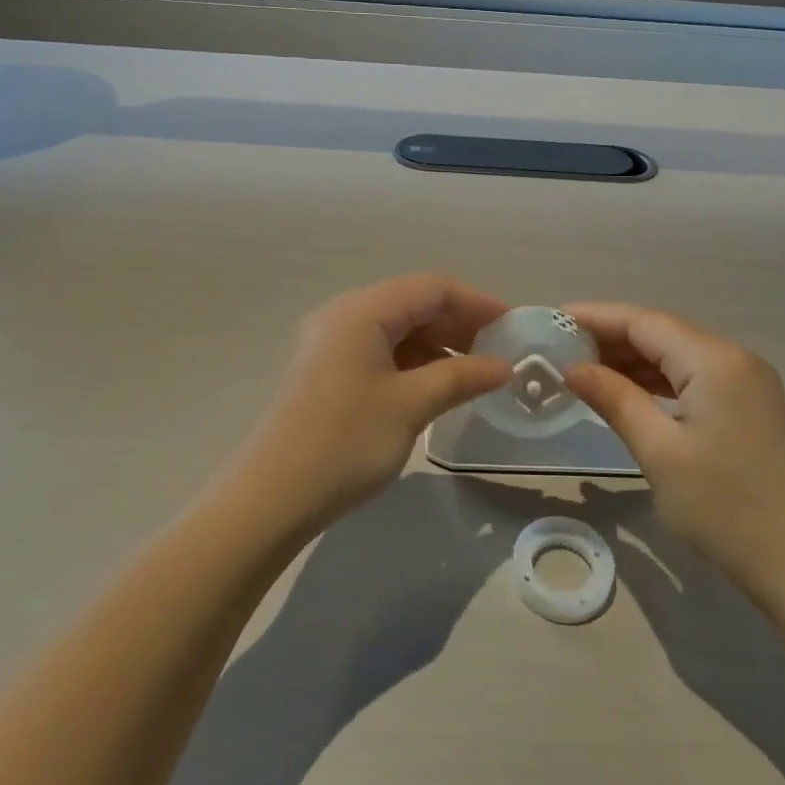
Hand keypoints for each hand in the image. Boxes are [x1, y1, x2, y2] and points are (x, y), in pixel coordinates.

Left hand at [231, 275, 511, 535]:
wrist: (271, 497)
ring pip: (396, 330)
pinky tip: (435, 387)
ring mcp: (330, 344)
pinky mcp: (325, 372)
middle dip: (458, 324)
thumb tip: (504, 367)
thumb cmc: (346, 442)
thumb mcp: (411, 405)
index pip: (432, 288)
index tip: (513, 327)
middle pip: (412, 304)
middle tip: (497, 353)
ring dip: (437, 346)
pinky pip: (379, 352)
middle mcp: (343, 316)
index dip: (477, 303)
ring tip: (473, 374)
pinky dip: (412, 363)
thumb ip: (461, 377)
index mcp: (362, 311)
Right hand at [562, 302, 784, 596]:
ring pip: (678, 355)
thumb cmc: (724, 508)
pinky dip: (658, 380)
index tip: (553, 319)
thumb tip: (571, 368)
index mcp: (714, 360)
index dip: (596, 317)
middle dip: (612, 337)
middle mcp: (734, 358)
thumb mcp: (659, 452)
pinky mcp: (750, 406)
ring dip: (633, 359)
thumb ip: (615, 399)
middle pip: (662, 333)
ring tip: (584, 369)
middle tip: (560, 348)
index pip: (644, 322)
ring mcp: (747, 382)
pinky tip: (628, 391)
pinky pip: (694, 377)